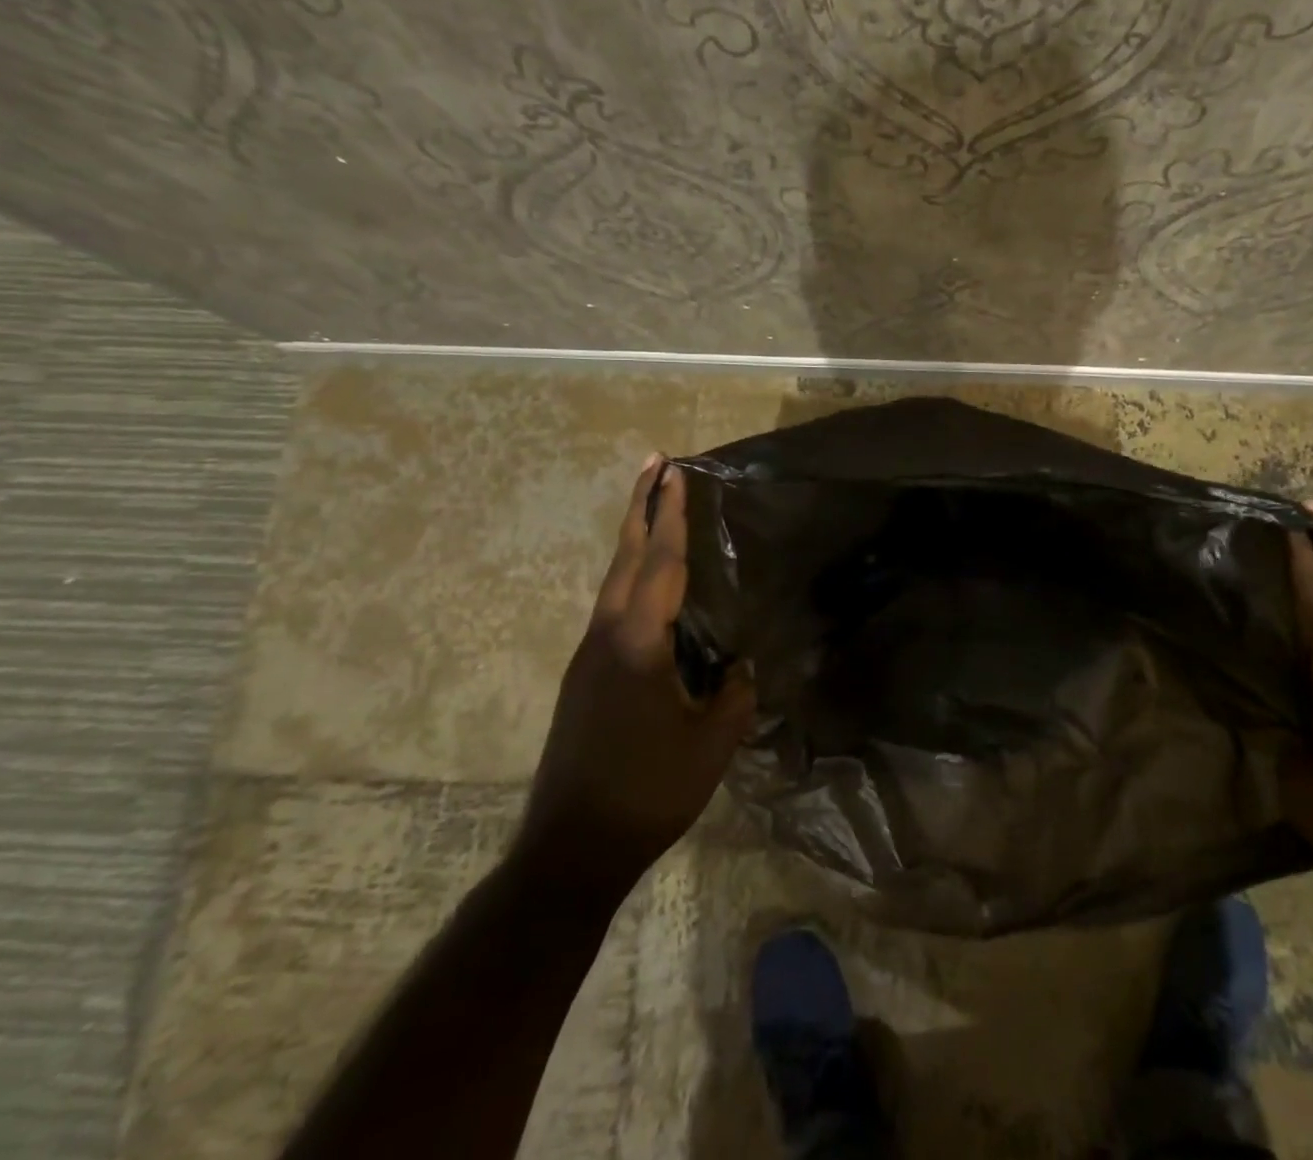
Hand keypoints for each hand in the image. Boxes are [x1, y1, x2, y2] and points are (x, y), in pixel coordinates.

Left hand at [514, 456, 756, 892]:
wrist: (572, 847)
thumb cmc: (648, 790)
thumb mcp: (711, 743)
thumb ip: (733, 695)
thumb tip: (740, 666)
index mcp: (638, 643)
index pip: (662, 564)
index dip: (672, 516)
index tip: (676, 473)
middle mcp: (606, 637)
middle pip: (626, 557)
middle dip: (640, 507)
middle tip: (654, 465)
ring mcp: (588, 657)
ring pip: (613, 581)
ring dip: (634, 540)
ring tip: (653, 511)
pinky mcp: (583, 678)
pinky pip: (612, 608)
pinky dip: (631, 577)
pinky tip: (649, 589)